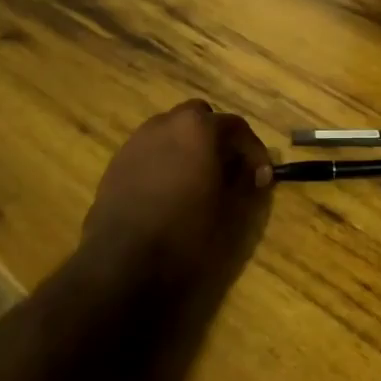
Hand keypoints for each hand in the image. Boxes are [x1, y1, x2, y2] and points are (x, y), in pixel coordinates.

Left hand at [78, 100, 272, 296]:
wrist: (123, 261)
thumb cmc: (185, 232)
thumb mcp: (229, 210)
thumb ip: (243, 181)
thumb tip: (249, 171)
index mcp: (198, 128)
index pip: (237, 127)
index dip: (254, 152)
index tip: (262, 178)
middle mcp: (166, 123)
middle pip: (200, 118)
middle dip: (217, 139)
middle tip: (227, 169)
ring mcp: (138, 140)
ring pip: (172, 131)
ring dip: (189, 147)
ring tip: (197, 179)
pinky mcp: (118, 161)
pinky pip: (151, 149)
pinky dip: (165, 160)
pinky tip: (168, 190)